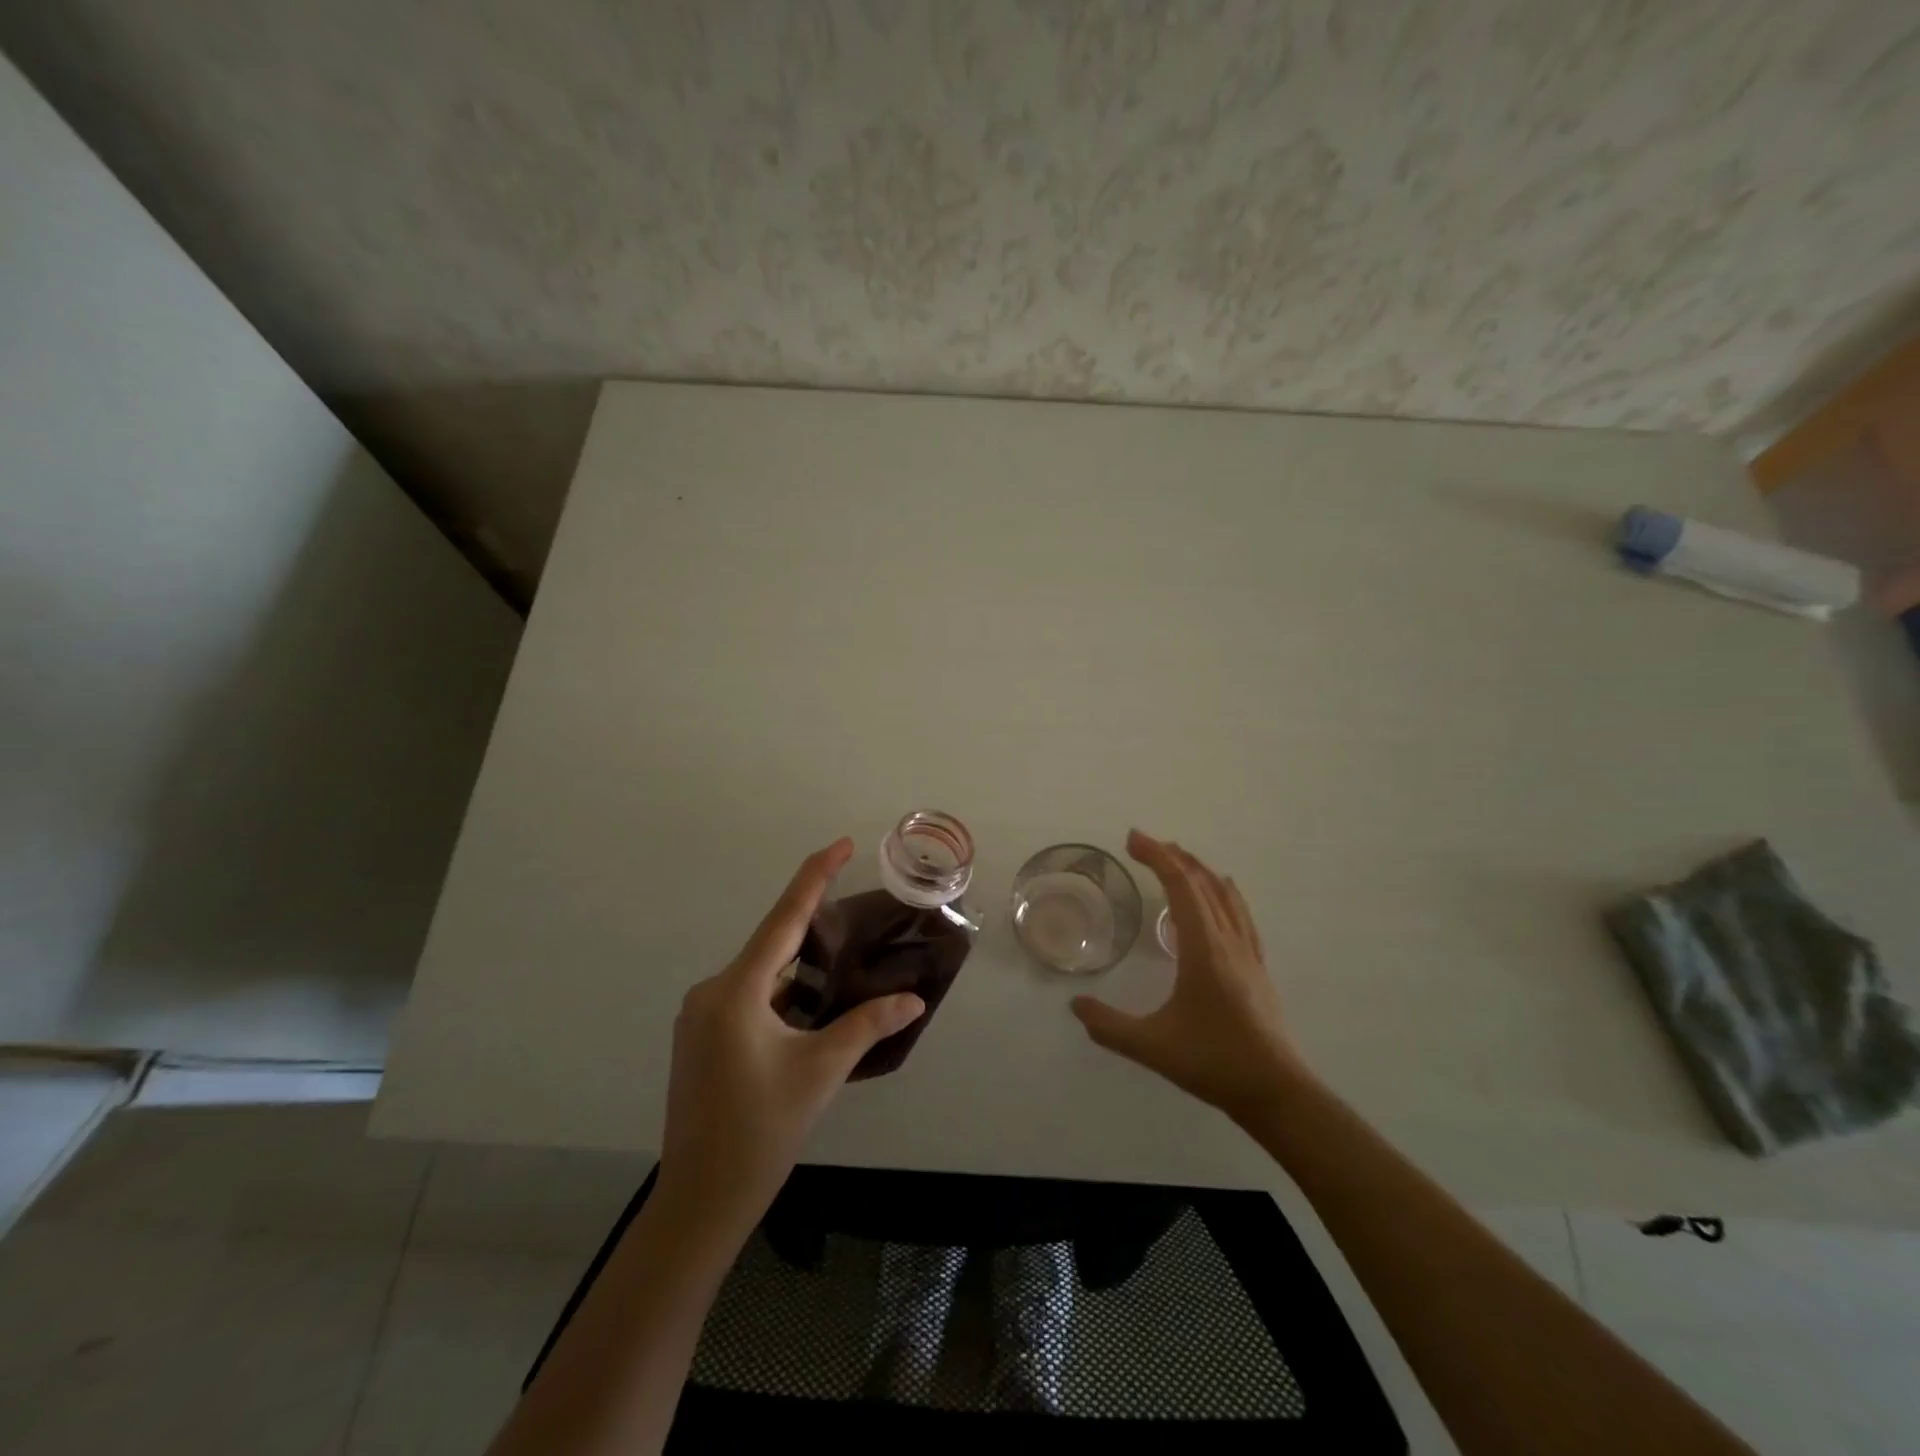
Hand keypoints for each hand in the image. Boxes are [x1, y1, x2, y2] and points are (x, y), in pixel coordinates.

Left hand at [658, 838, 925, 1233]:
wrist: (698, 1203)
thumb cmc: (759, 1132)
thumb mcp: (820, 1072)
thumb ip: (867, 1026)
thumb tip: (914, 1000)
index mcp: (736, 991)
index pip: (783, 918)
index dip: (814, 876)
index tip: (840, 843)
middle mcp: (711, 992)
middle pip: (772, 946)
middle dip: (815, 931)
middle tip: (859, 919)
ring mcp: (701, 1017)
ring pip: (762, 976)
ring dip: (800, 971)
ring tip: (845, 966)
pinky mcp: (701, 1039)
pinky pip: (749, 999)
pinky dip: (783, 995)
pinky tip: (811, 1008)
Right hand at [1071, 830, 1310, 1121]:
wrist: (1277, 1093)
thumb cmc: (1214, 1062)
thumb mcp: (1152, 1046)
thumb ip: (1108, 1026)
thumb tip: (1075, 1005)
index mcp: (1203, 949)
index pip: (1180, 887)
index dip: (1156, 857)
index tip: (1132, 839)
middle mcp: (1228, 941)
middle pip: (1202, 883)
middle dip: (1173, 857)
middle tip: (1144, 843)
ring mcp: (1248, 953)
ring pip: (1225, 895)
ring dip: (1198, 870)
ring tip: (1177, 857)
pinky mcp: (1258, 968)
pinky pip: (1240, 914)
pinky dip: (1224, 892)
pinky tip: (1224, 891)